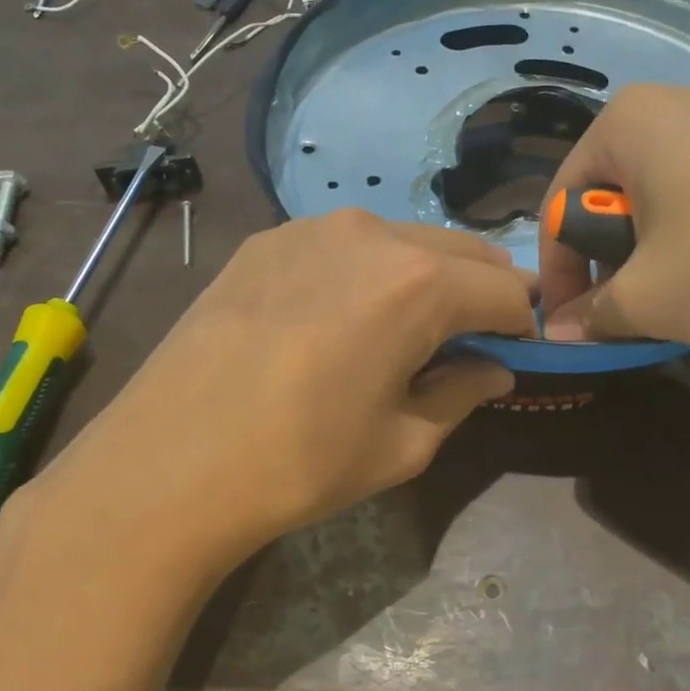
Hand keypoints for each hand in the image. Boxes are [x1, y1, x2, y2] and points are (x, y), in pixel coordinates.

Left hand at [33, 210, 534, 580]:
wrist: (168, 462)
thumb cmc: (300, 462)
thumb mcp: (403, 443)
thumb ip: (462, 392)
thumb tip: (494, 367)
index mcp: (419, 282)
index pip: (505, 291)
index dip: (522, 325)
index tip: (515, 356)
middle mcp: (372, 233)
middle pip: (460, 253)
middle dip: (481, 293)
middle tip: (472, 342)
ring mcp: (311, 228)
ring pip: (401, 241)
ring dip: (425, 277)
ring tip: (404, 330)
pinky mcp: (265, 240)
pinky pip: (343, 246)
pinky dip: (367, 272)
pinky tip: (338, 318)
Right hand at [538, 84, 689, 349]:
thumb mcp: (647, 299)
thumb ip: (590, 315)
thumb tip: (559, 332)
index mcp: (628, 122)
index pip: (560, 201)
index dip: (557, 270)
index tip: (568, 322)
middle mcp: (679, 104)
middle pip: (614, 193)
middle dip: (609, 258)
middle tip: (627, 309)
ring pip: (667, 193)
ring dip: (656, 251)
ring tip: (684, 296)